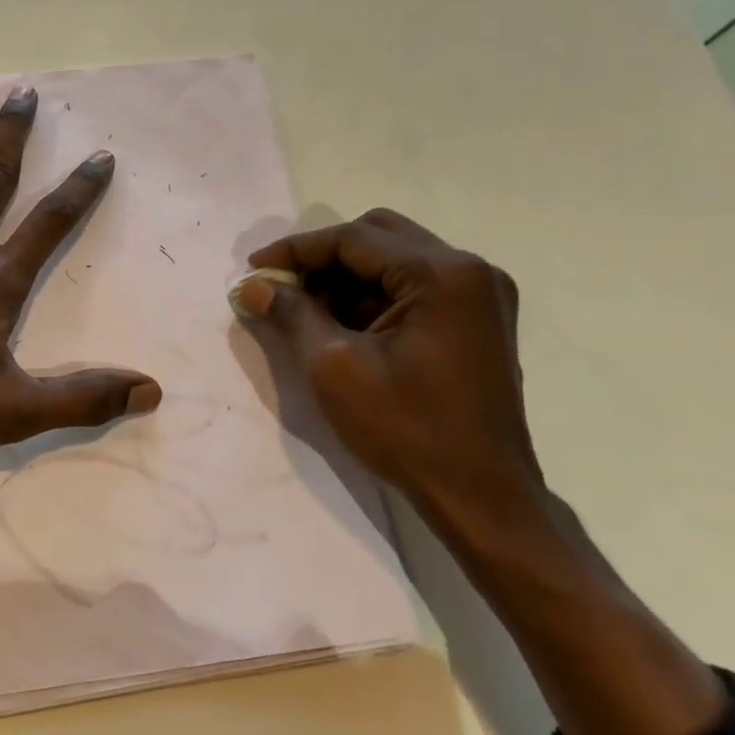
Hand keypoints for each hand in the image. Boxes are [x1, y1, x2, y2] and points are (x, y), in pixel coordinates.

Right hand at [236, 209, 540, 533]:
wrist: (481, 498)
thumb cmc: (407, 430)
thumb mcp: (334, 367)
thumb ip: (292, 313)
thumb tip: (252, 286)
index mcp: (442, 274)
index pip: (354, 238)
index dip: (296, 249)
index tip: (253, 270)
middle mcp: (470, 270)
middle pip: (379, 236)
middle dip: (323, 259)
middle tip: (282, 287)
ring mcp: (480, 295)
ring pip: (395, 260)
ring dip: (347, 278)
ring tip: (305, 312)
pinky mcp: (478, 321)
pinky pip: (414, 287)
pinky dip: (374, 298)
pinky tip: (343, 327)